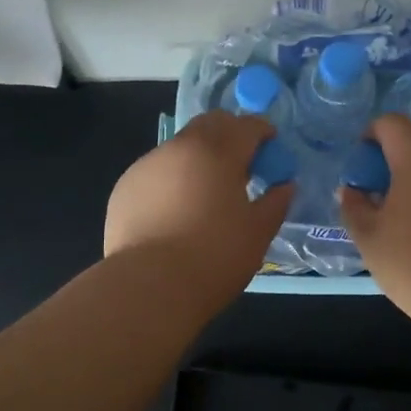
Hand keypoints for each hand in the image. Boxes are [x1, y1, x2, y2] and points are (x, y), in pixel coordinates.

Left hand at [104, 111, 293, 309]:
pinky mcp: (125, 186)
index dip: (263, 132)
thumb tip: (285, 186)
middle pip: (210, 124)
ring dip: (198, 157)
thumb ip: (275, 203)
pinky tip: (175, 211)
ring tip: (205, 192)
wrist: (148, 286)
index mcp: (217, 151)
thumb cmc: (214, 257)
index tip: (271, 148)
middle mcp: (180, 147)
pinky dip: (172, 179)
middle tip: (241, 164)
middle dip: (229, 135)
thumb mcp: (257, 233)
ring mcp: (147, 164)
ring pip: (180, 147)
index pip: (247, 125)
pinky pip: (156, 171)